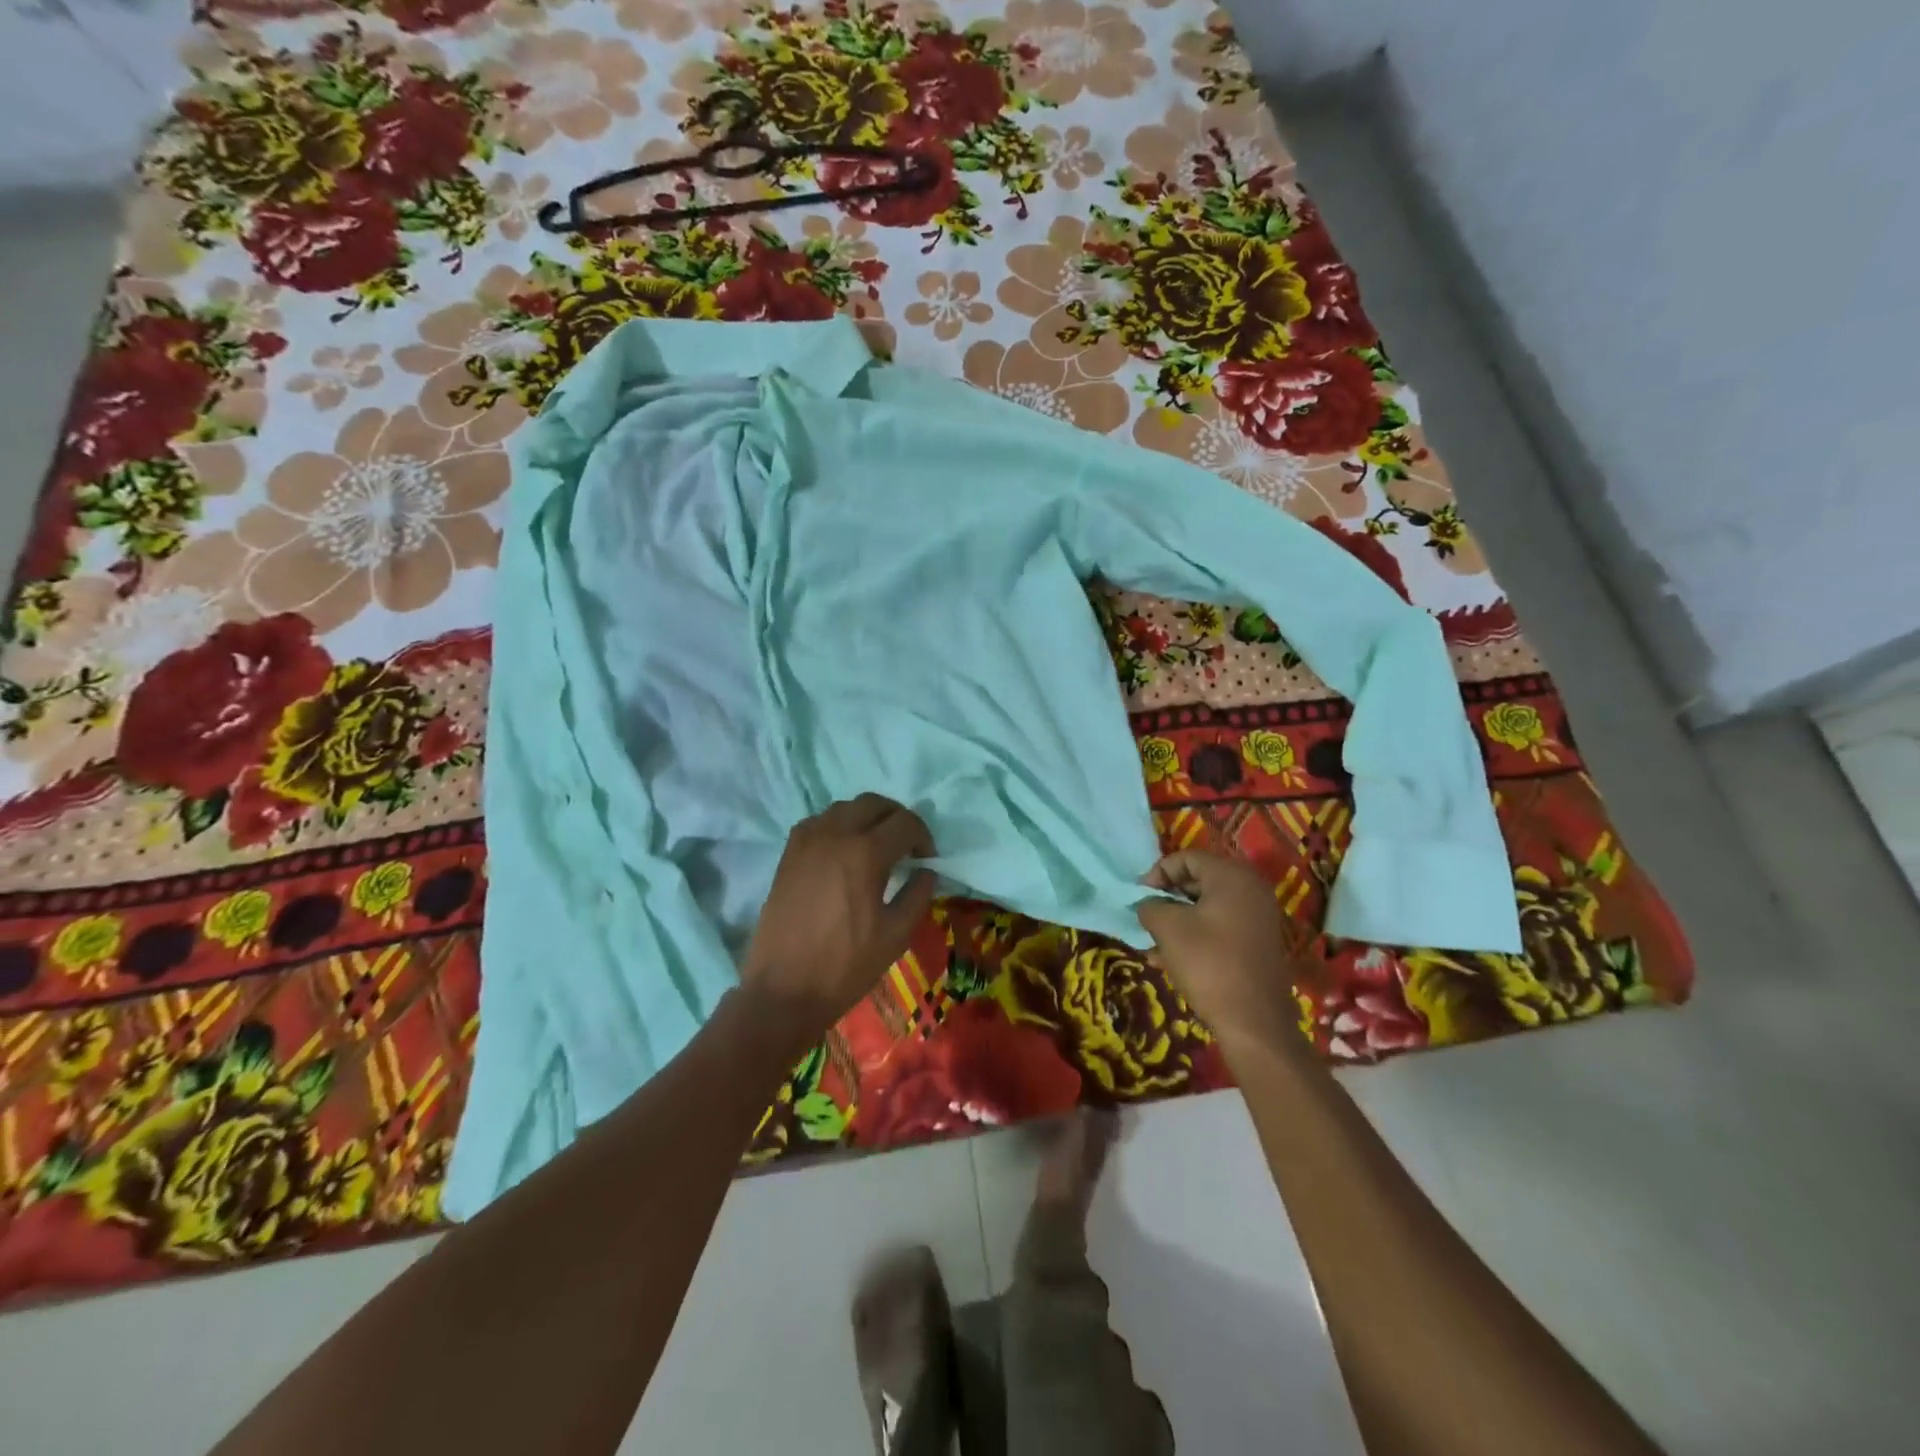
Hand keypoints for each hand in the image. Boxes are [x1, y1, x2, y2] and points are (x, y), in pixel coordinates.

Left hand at [740, 794, 936, 1047]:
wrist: (784, 990)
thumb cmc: (845, 966)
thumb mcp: (895, 935)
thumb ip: (917, 895)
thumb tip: (926, 872)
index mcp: (865, 853)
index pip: (905, 823)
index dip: (924, 837)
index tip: (928, 859)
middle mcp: (835, 834)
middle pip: (875, 804)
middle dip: (897, 819)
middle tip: (907, 846)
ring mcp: (806, 840)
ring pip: (845, 808)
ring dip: (867, 818)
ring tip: (877, 847)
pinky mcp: (788, 853)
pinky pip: (820, 822)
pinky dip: (839, 826)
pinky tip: (844, 853)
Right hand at [1137, 851, 1301, 1062]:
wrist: (1254, 1022)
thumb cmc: (1209, 964)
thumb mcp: (1168, 928)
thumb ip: (1150, 906)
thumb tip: (1147, 905)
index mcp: (1232, 876)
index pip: (1187, 858)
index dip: (1158, 873)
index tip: (1139, 896)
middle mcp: (1251, 889)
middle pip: (1199, 880)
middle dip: (1168, 897)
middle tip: (1146, 916)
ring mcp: (1258, 917)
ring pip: (1207, 906)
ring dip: (1178, 919)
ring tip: (1153, 942)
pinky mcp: (1258, 942)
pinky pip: (1220, 926)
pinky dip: (1196, 934)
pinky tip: (1170, 959)